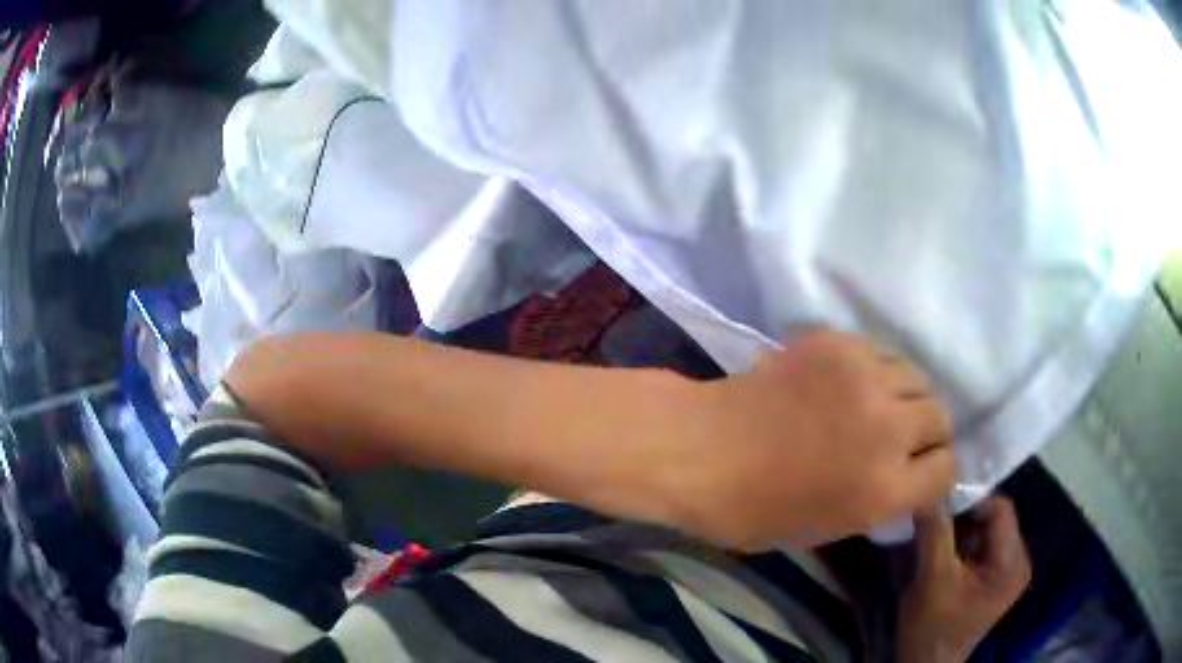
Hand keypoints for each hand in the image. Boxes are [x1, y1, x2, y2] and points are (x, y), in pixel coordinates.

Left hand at [669, 330, 955, 549]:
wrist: (699, 450)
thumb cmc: (753, 508)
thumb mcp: (829, 528)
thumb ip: (882, 501)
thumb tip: (910, 475)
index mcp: (884, 489)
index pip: (947, 471)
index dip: (935, 474)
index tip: (920, 473)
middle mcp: (888, 430)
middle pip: (942, 418)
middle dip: (929, 434)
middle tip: (902, 440)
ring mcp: (865, 379)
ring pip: (919, 378)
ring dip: (907, 398)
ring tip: (880, 407)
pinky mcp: (840, 344)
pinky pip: (885, 352)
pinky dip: (880, 371)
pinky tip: (855, 384)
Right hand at [898, 496, 1031, 662]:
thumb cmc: (932, 626)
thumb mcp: (932, 578)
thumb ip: (935, 532)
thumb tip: (930, 490)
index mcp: (1012, 562)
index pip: (1001, 510)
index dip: (971, 500)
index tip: (940, 503)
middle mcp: (1019, 561)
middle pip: (996, 519)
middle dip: (965, 515)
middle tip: (935, 517)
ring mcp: (1009, 571)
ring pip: (989, 530)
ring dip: (963, 528)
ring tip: (937, 532)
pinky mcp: (997, 578)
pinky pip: (985, 545)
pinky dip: (964, 542)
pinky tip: (945, 549)